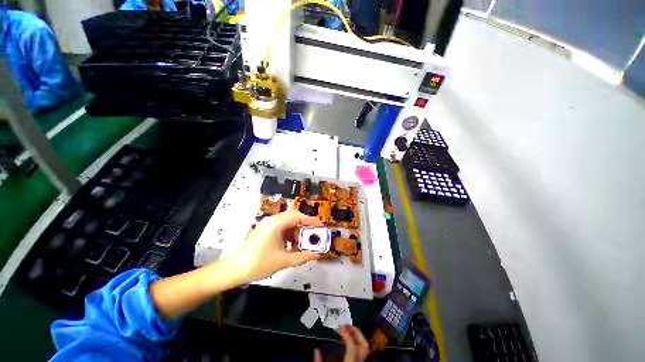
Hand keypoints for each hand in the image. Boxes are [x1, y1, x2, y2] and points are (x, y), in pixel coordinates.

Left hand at [231, 210, 322, 281]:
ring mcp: (267, 225)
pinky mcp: (264, 230)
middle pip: (293, 217)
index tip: (320, 226)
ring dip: (296, 231)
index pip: (297, 216)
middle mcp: (272, 220)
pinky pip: (281, 228)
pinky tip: (291, 245)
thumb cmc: (259, 263)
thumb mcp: (283, 261)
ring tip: (303, 243)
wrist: (234, 270)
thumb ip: (302, 257)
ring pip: (287, 223)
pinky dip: (289, 234)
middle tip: (314, 234)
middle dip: (305, 225)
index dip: (310, 220)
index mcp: (276, 224)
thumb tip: (317, 255)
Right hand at [313, 325, 369, 361]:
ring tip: (348, 331)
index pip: (353, 347)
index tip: (340, 327)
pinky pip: (362, 355)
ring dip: (358, 337)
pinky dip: (357, 346)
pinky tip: (349, 344)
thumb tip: (316, 350)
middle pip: (364, 346)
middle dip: (357, 332)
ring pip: (365, 350)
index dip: (348, 335)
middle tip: (346, 325)